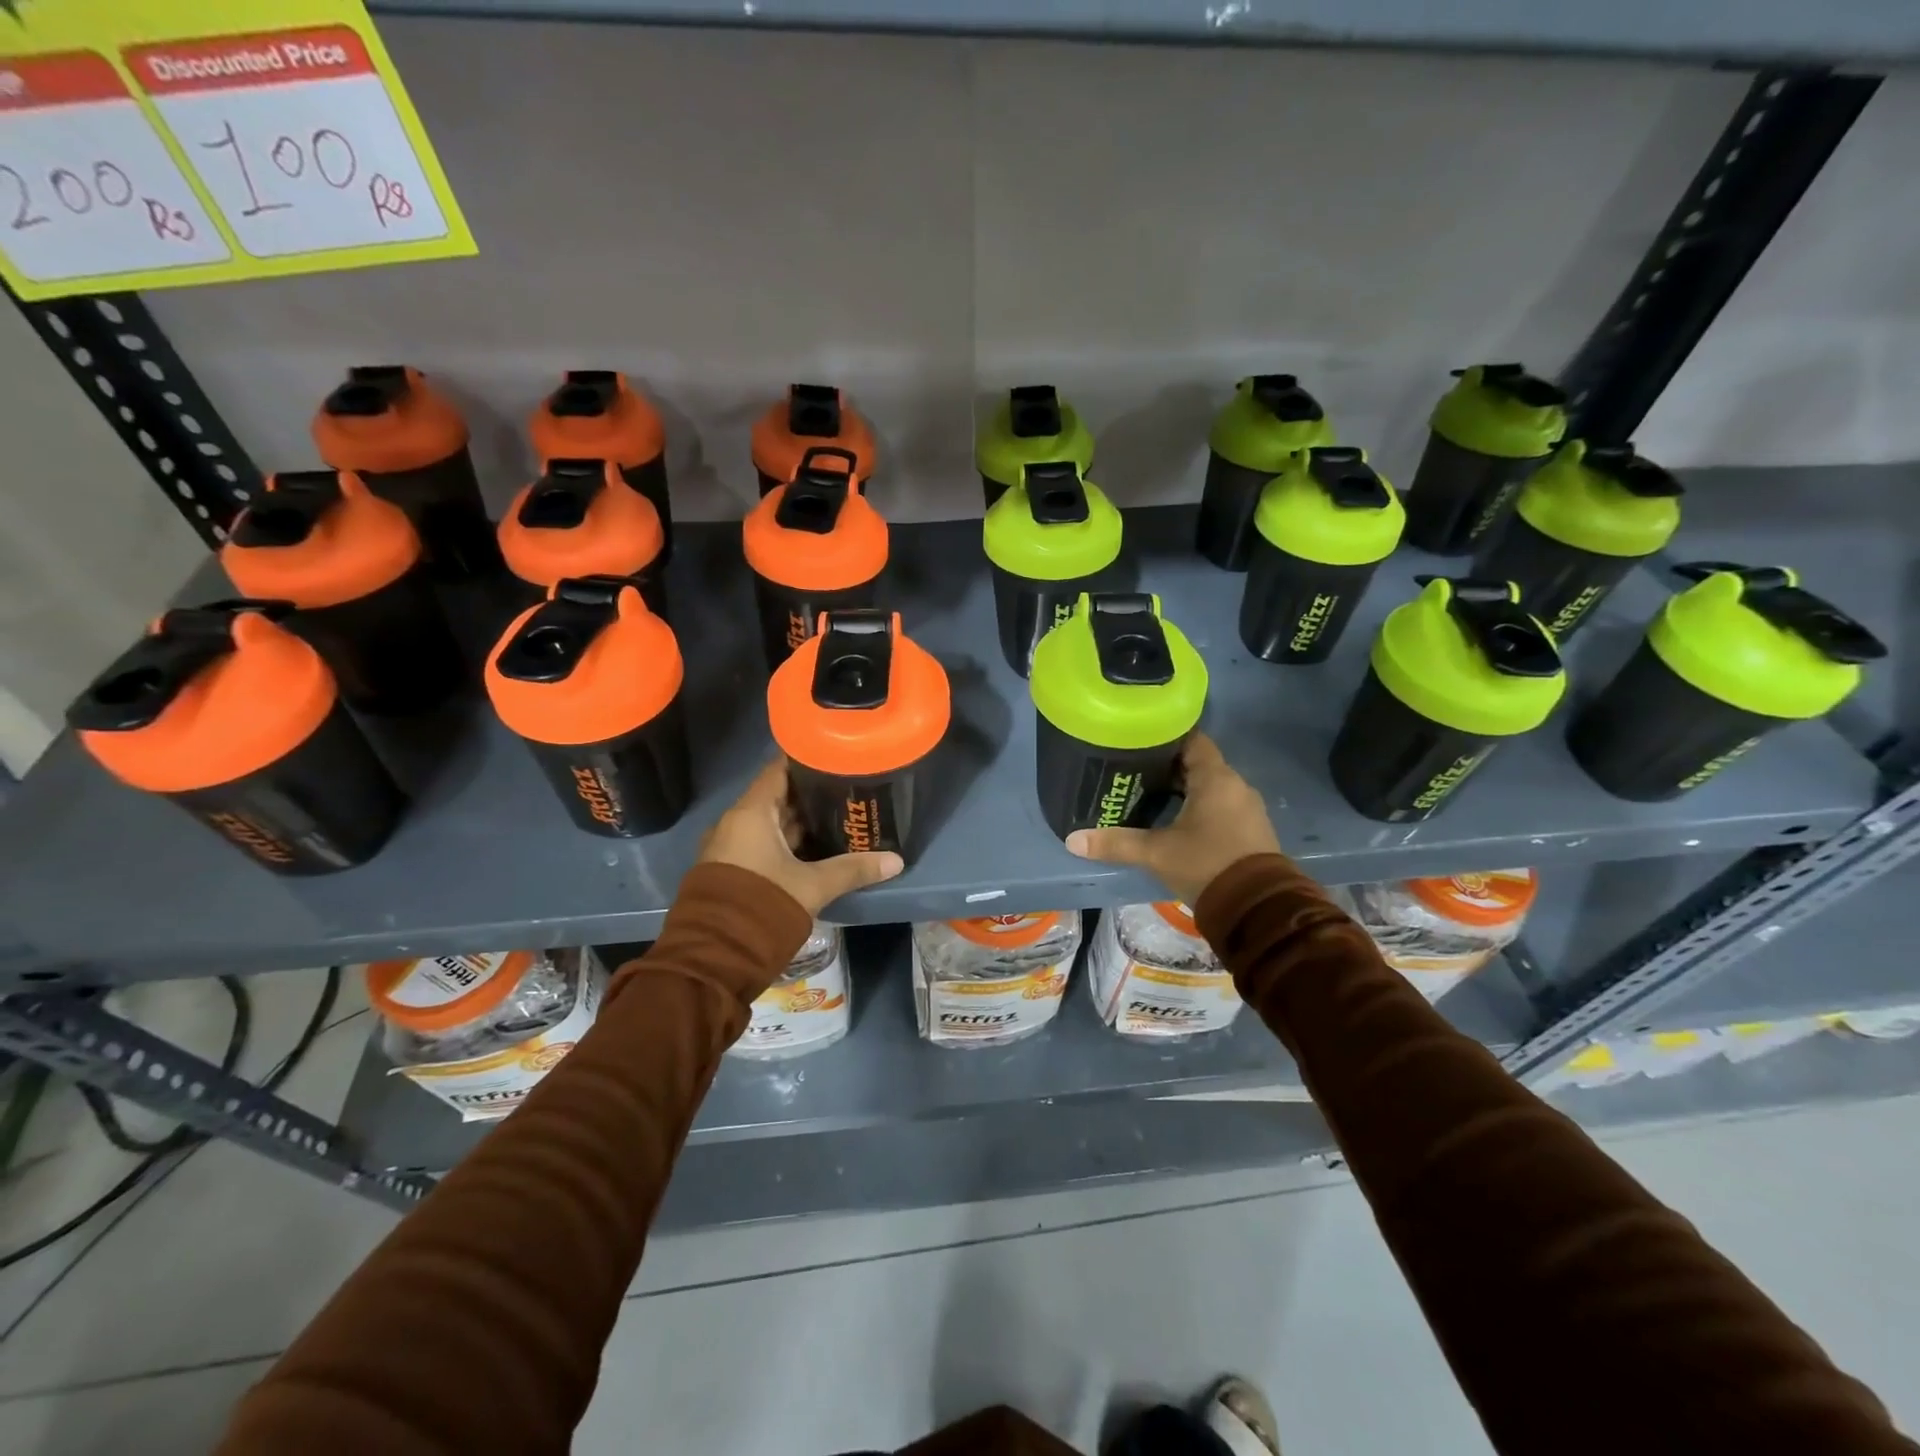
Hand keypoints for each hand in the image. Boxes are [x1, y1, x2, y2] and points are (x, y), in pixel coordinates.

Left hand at [698, 757, 904, 915]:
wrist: (714, 958)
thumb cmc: (763, 905)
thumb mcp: (813, 886)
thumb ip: (853, 869)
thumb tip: (896, 861)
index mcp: (751, 814)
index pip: (779, 770)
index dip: (807, 761)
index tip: (835, 758)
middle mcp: (735, 823)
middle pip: (776, 797)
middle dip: (810, 795)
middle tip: (847, 789)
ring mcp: (730, 847)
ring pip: (769, 824)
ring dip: (799, 822)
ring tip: (838, 816)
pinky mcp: (731, 870)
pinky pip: (761, 844)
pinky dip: (786, 842)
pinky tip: (814, 849)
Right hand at [1066, 733, 1280, 905]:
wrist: (1257, 909)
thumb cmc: (1206, 865)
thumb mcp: (1156, 853)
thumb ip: (1116, 843)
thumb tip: (1073, 840)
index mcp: (1215, 778)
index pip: (1192, 740)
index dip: (1165, 738)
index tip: (1139, 742)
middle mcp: (1235, 786)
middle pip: (1199, 763)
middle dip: (1169, 766)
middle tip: (1135, 770)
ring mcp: (1247, 808)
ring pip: (1211, 786)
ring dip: (1185, 788)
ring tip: (1150, 794)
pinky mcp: (1251, 830)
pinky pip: (1221, 806)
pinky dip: (1200, 806)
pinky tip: (1177, 819)